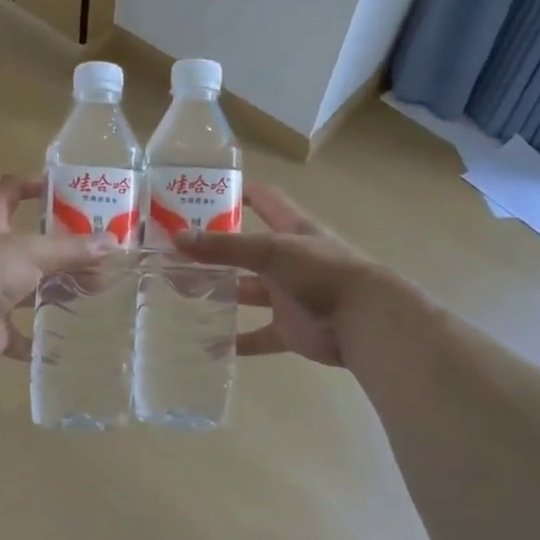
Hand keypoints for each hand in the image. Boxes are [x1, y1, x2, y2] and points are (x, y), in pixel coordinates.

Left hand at [0, 175, 111, 371]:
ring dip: (59, 288)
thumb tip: (113, 244)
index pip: (9, 191)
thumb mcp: (32, 251)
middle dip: (64, 248)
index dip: (33, 184)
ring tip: (97, 289)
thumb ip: (71, 249)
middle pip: (30, 244)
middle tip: (100, 251)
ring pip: (30, 286)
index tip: (66, 189)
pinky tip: (67, 336)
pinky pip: (22, 331)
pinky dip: (41, 336)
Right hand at [174, 184, 395, 366]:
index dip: (238, 194)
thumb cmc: (321, 272)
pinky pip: (258, 335)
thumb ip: (225, 246)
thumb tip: (177, 238)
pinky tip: (209, 344)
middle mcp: (289, 259)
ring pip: (248, 292)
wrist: (364, 321)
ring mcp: (289, 295)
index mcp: (291, 230)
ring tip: (183, 294)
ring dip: (222, 293)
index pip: (263, 201)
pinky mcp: (290, 329)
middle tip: (176, 253)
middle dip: (216, 251)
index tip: (203, 195)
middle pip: (247, 250)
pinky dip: (237, 341)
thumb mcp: (270, 251)